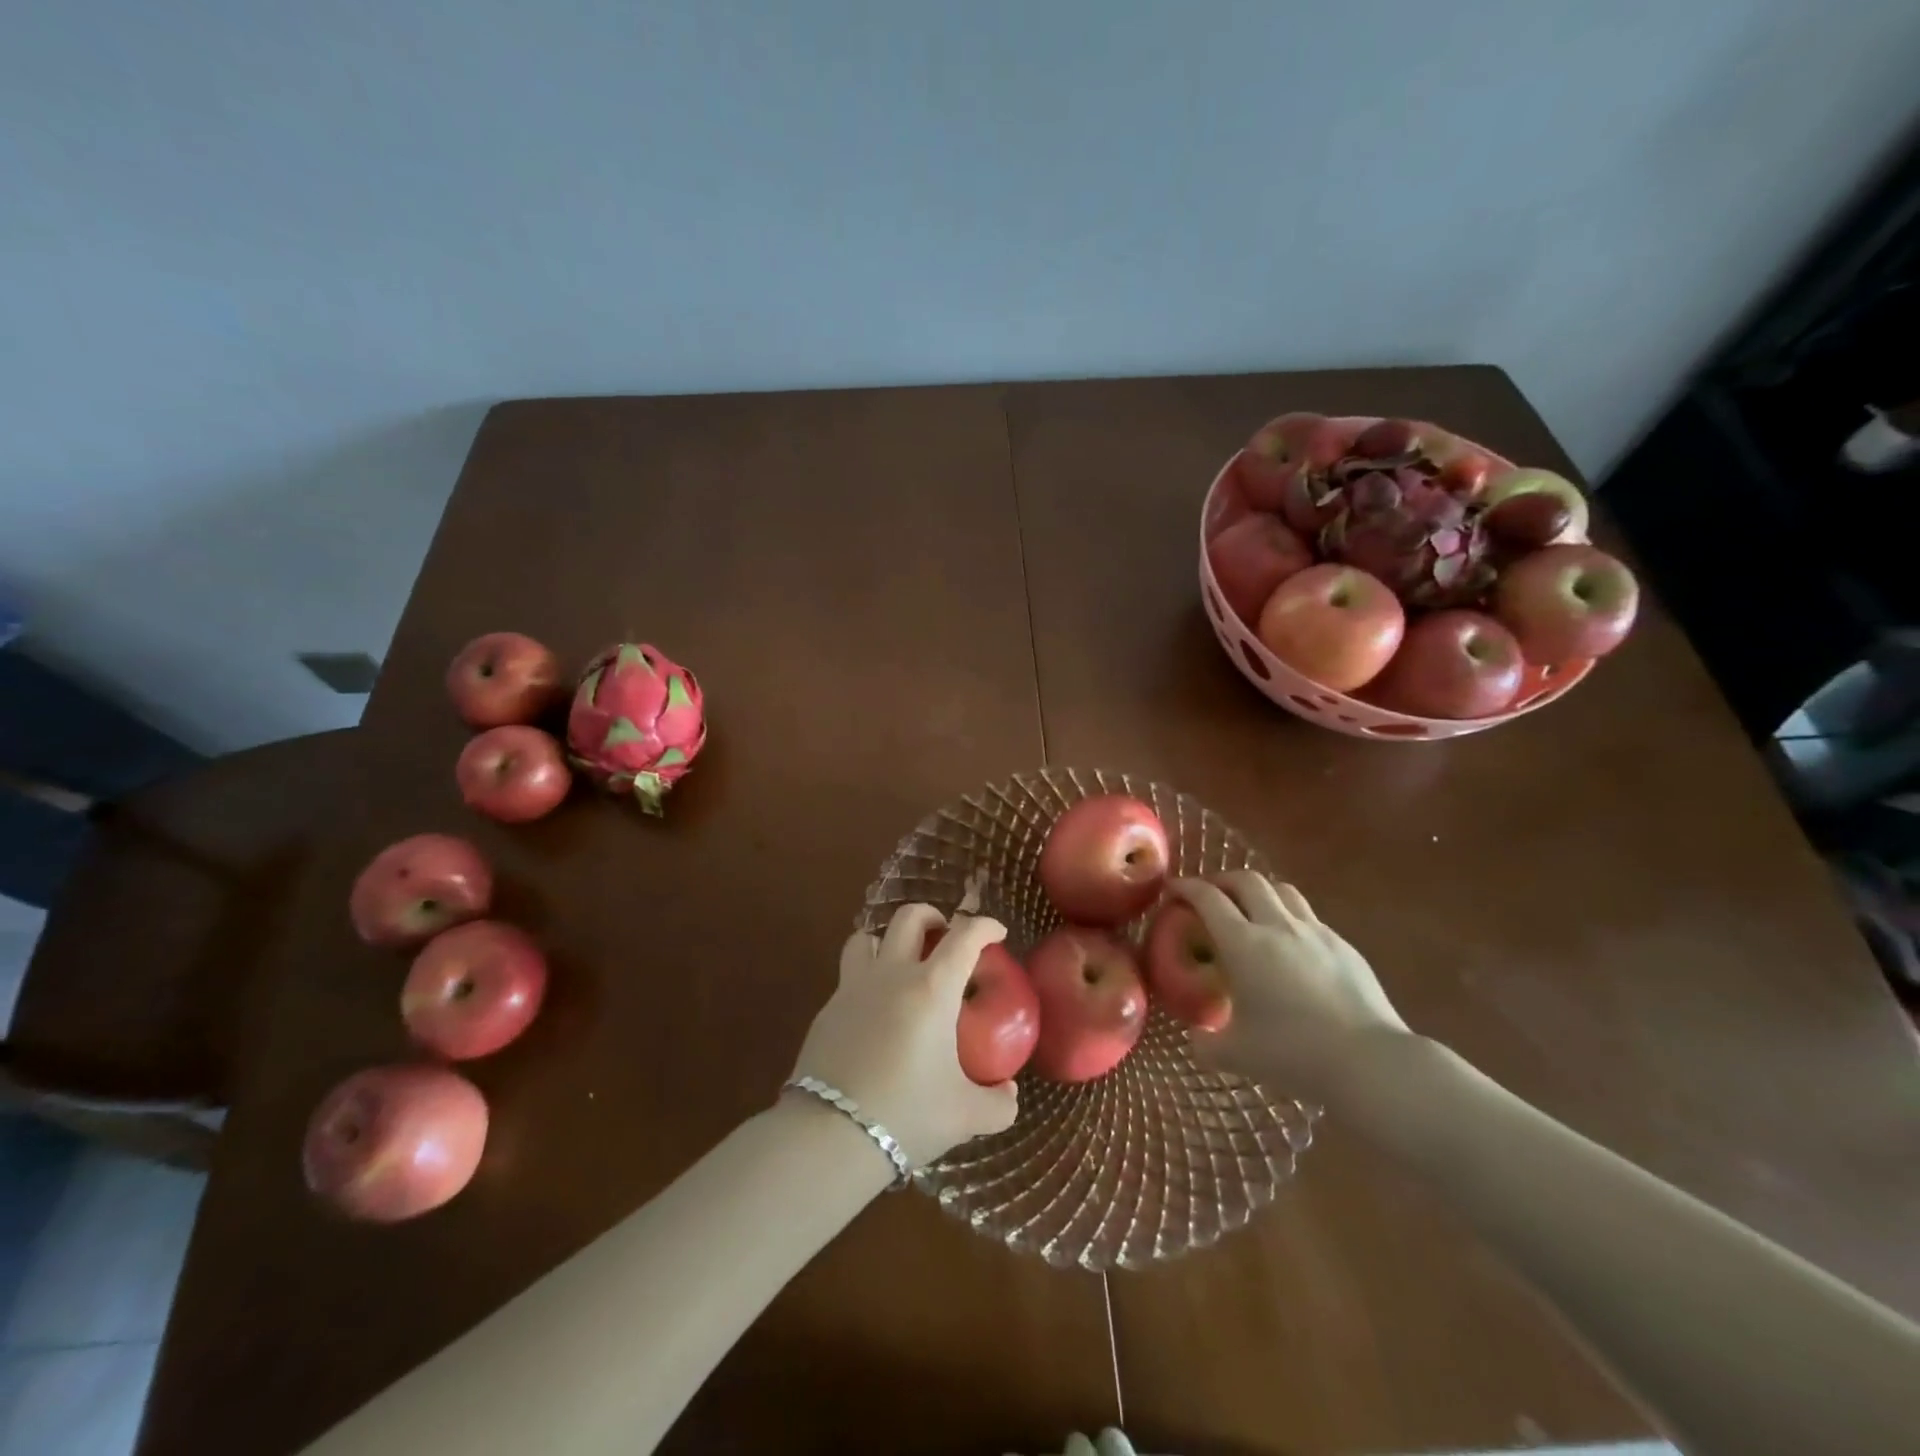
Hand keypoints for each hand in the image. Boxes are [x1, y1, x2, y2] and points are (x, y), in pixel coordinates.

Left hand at [789, 905, 1019, 1167]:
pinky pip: (849, 975)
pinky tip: (875, 1012)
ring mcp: (853, 987)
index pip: (964, 936)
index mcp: (932, 988)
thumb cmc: (907, 1115)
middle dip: (933, 916)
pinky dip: (867, 978)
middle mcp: (892, 974)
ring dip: (888, 940)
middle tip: (945, 937)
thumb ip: (999, 1103)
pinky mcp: (827, 1010)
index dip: (984, 926)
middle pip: (910, 918)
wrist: (829, 1135)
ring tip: (902, 964)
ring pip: (867, 937)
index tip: (996, 932)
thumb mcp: (966, 1116)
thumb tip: (1008, 1092)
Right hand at [1173, 873, 1408, 1100]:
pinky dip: (1290, 917)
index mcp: (1243, 944)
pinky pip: (1310, 917)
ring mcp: (1315, 932)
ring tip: (1251, 908)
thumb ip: (1206, 1044)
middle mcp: (1277, 926)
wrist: (1369, 1062)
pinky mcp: (1344, 946)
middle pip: (1246, 880)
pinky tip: (1291, 944)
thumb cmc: (1293, 1054)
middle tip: (1209, 894)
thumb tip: (1196, 1038)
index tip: (1173, 889)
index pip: (1207, 898)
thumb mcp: (1236, 1056)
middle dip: (1222, 880)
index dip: (1186, 887)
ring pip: (1282, 890)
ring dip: (1259, 891)